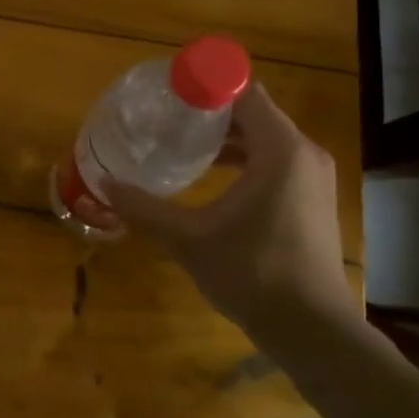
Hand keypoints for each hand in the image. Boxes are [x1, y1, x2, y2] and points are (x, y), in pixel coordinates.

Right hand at [107, 84, 353, 337]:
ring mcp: (312, 178)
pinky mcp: (313, 199)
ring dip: (227, 137)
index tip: (169, 91)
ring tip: (183, 143)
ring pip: (264, 138)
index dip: (205, 86)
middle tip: (167, 116)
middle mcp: (303, 154)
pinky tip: (212, 176)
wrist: (313, 332)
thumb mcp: (189, 239)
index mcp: (280, 150)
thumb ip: (145, 208)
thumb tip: (105, 184)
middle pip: (253, 113)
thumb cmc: (252, 273)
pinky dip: (244, 158)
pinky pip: (275, 161)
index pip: (243, 93)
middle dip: (210, 111)